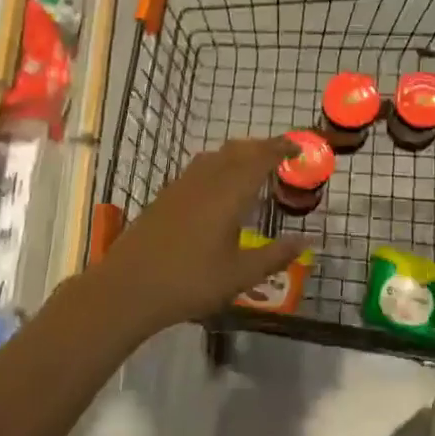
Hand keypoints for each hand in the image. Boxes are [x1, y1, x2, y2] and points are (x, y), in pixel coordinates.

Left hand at [88, 137, 306, 335]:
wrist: (128, 288)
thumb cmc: (190, 282)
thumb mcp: (240, 276)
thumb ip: (275, 256)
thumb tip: (306, 241)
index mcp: (229, 193)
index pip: (260, 158)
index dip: (281, 149)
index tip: (298, 148)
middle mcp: (206, 180)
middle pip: (238, 150)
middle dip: (262, 147)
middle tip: (281, 155)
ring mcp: (182, 185)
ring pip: (216, 156)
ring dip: (238, 154)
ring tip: (253, 167)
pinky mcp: (166, 196)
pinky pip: (199, 167)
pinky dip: (219, 165)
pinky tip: (219, 187)